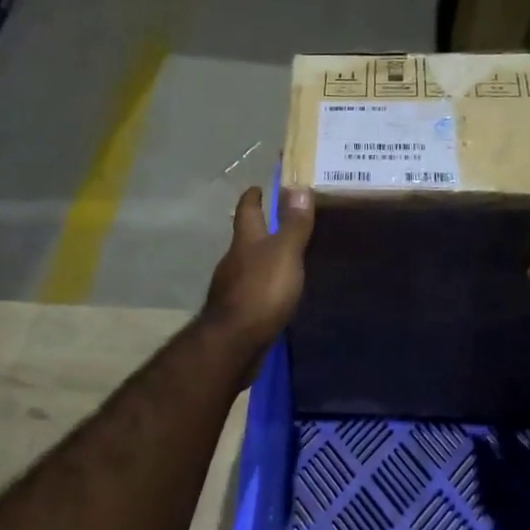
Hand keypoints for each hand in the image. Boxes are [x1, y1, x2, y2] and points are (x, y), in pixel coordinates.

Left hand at [203, 185, 313, 358]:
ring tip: (282, 260)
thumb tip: (297, 185)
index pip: (246, 211)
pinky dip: (261, 287)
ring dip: (260, 261)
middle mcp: (233, 261)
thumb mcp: (284, 254)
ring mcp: (231, 289)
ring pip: (247, 267)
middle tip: (277, 223)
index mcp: (245, 242)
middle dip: (258, 230)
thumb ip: (293, 224)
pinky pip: (251, 292)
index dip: (252, 197)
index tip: (257, 187)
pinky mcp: (236, 313)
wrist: (234, 343)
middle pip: (244, 239)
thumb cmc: (261, 292)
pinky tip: (274, 295)